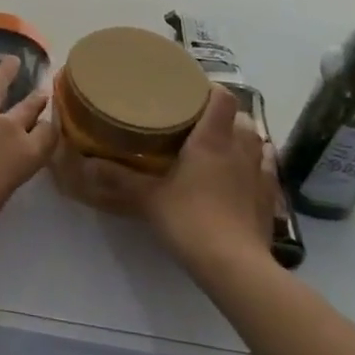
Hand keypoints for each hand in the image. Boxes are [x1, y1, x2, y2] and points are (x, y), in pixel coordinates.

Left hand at [0, 56, 56, 251]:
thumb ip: (5, 168)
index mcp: (25, 155)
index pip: (48, 133)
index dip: (49, 125)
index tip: (48, 119)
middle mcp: (7, 127)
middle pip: (28, 106)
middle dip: (36, 97)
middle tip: (42, 89)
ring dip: (5, 73)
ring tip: (11, 62)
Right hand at [68, 85, 276, 263]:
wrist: (234, 266)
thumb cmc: (190, 219)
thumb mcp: (147, 198)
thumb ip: (118, 178)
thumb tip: (85, 163)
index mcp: (212, 140)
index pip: (222, 98)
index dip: (210, 89)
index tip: (192, 90)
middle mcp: (240, 149)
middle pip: (242, 118)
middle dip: (224, 116)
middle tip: (199, 122)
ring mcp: (259, 175)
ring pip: (257, 142)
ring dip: (242, 139)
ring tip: (221, 145)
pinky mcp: (269, 199)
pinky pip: (266, 170)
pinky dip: (256, 165)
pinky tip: (243, 173)